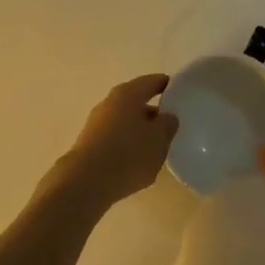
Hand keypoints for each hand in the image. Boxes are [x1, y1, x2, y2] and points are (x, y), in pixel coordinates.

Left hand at [49, 74, 177, 210]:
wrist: (85, 182)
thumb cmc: (127, 154)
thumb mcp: (158, 140)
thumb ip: (167, 125)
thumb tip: (167, 116)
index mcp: (129, 93)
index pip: (152, 82)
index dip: (166, 86)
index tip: (179, 93)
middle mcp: (110, 101)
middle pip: (137, 102)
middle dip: (153, 113)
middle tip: (170, 126)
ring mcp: (97, 122)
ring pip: (125, 121)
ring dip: (139, 131)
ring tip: (155, 148)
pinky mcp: (90, 144)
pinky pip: (115, 138)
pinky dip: (127, 145)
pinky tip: (135, 162)